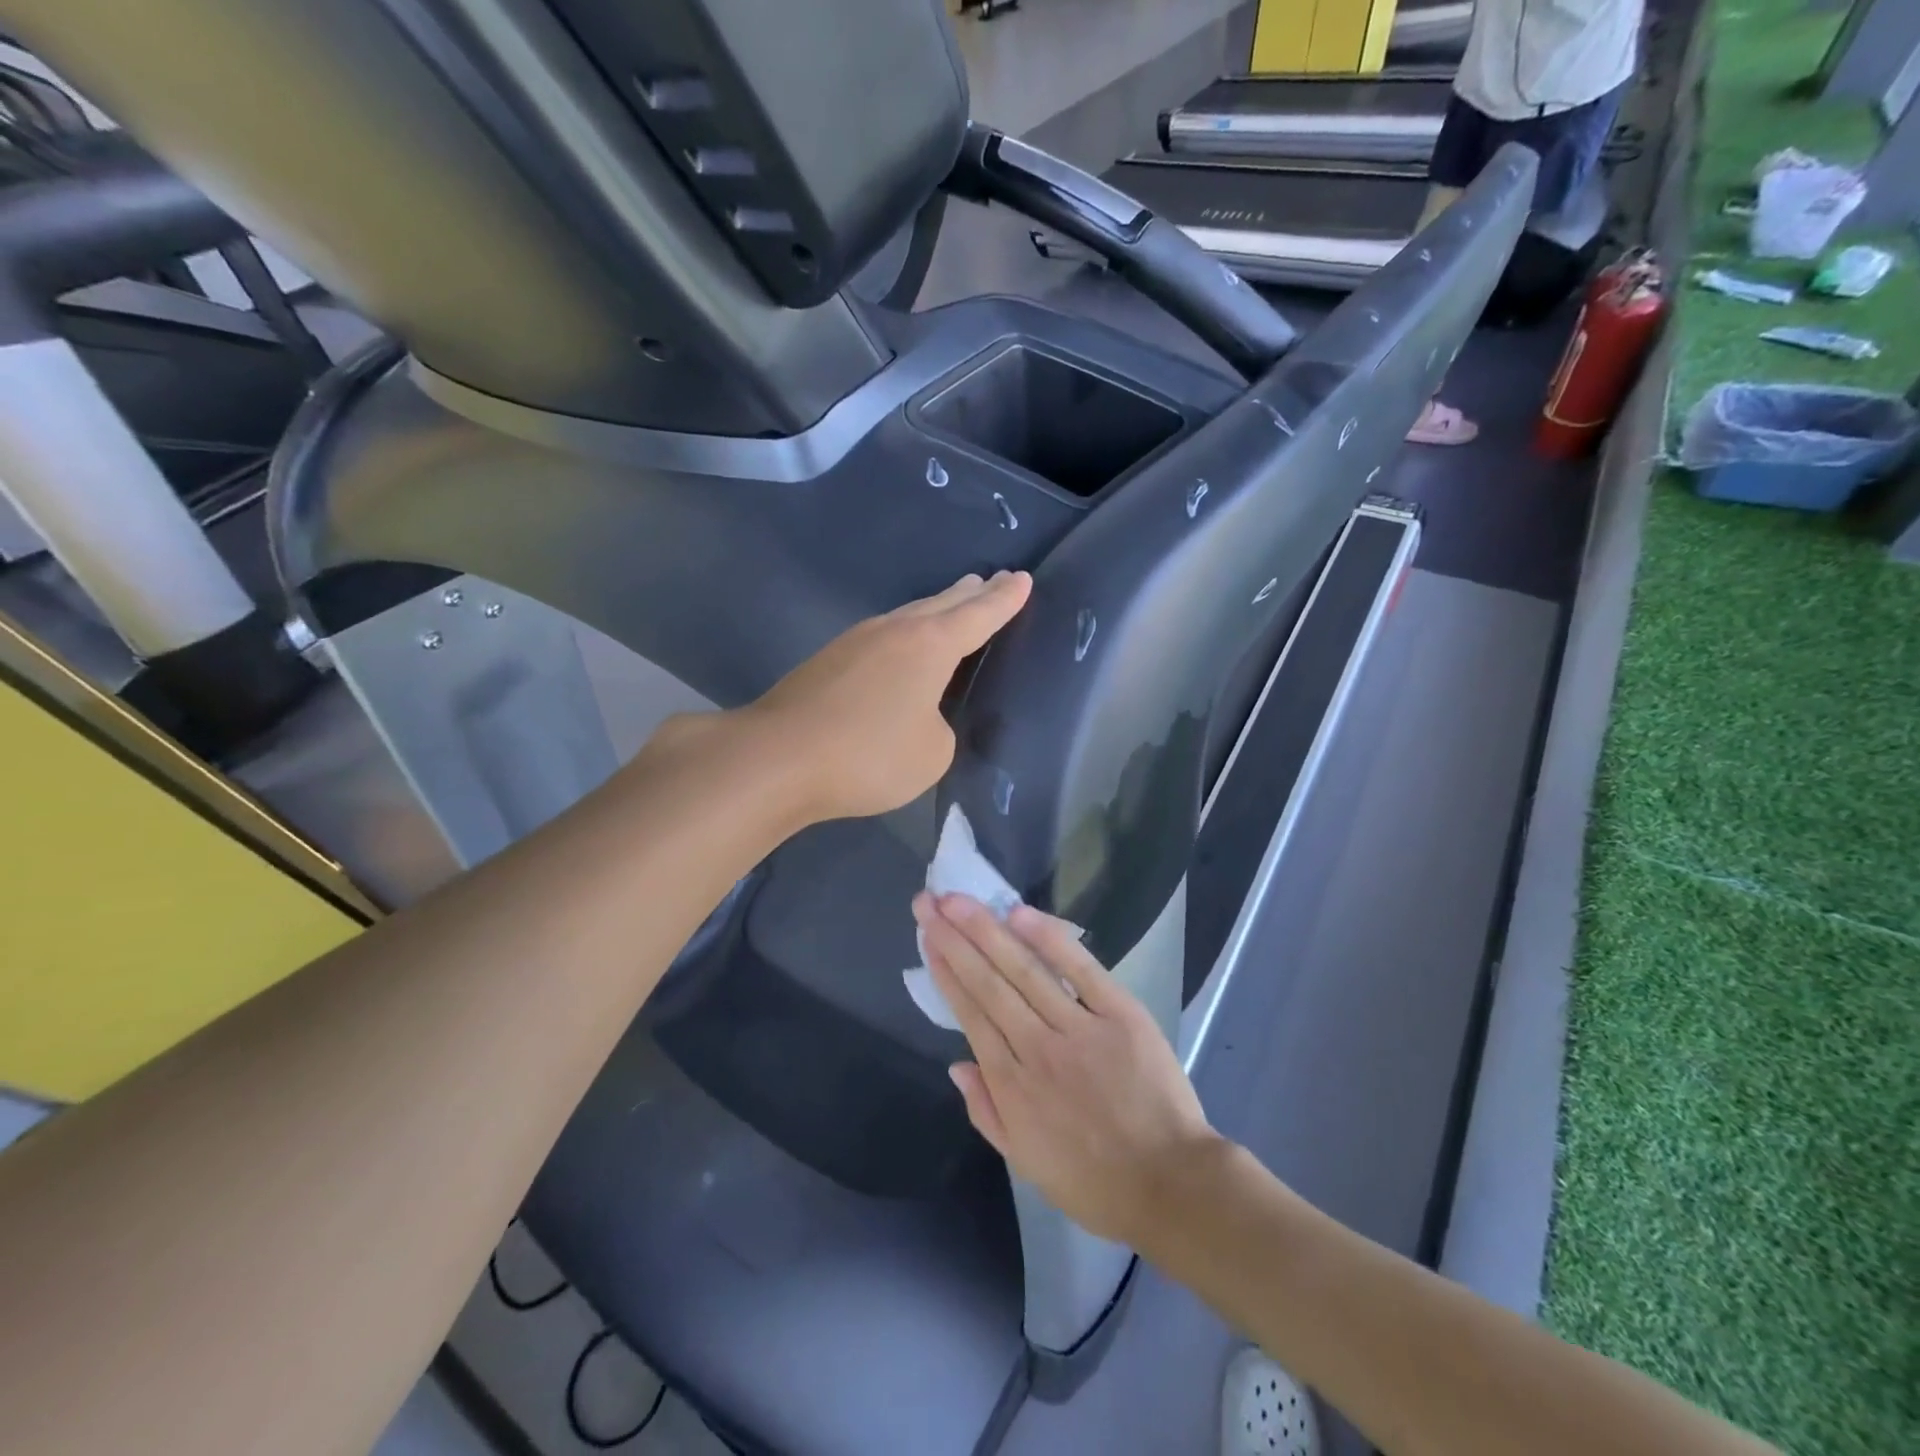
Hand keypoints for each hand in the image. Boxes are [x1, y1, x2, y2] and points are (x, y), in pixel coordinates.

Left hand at [742, 571, 1030, 825]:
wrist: (777, 757)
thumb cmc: (868, 754)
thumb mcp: (931, 753)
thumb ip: (939, 727)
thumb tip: (917, 714)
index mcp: (930, 645)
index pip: (979, 615)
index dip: (1005, 599)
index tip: (1021, 578)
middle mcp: (894, 631)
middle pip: (941, 604)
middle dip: (970, 594)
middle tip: (990, 581)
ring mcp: (856, 642)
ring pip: (907, 617)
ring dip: (934, 610)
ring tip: (952, 605)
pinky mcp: (827, 661)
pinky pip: (881, 639)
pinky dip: (903, 637)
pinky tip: (899, 649)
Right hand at [915, 894, 1222, 1246]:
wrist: (1170, 1185)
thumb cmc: (1094, 1180)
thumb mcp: (1026, 1161)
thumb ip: (986, 1110)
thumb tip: (955, 1064)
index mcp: (1012, 1085)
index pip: (971, 1014)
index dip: (946, 972)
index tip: (928, 937)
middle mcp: (1037, 1048)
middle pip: (988, 983)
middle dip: (954, 939)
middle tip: (928, 902)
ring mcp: (1079, 1027)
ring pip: (1024, 970)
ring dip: (987, 931)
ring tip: (958, 900)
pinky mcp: (1120, 1014)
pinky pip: (1081, 969)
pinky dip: (1050, 940)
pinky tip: (1020, 914)